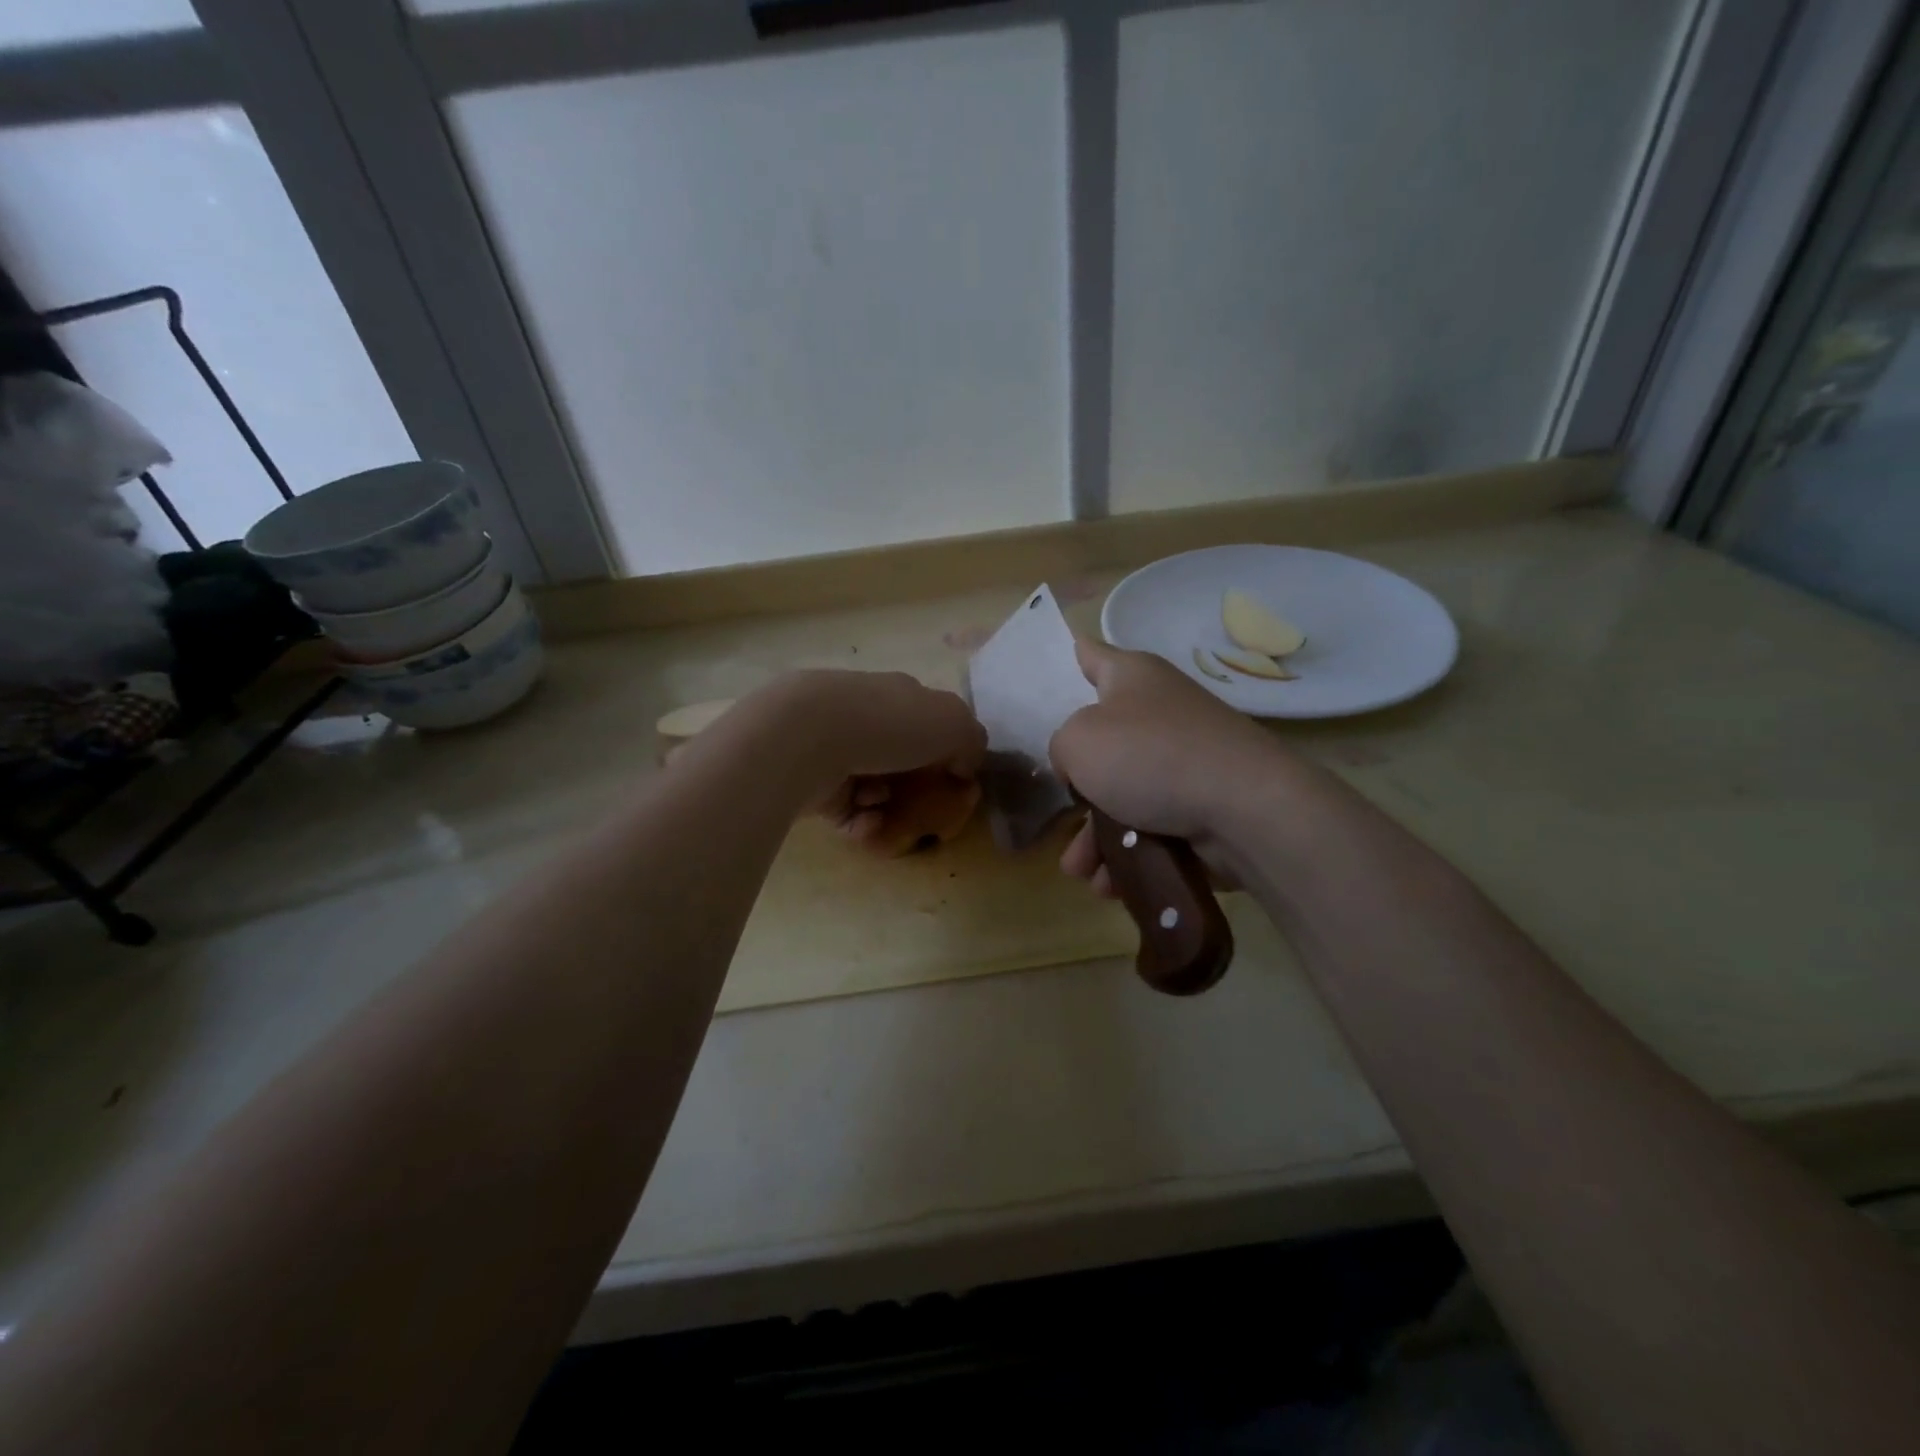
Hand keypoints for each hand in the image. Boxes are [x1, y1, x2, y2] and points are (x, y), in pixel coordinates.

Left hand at [745, 670, 986, 853]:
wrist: (809, 737)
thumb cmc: (889, 724)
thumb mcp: (953, 723)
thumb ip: (971, 741)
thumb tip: (965, 764)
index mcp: (898, 695)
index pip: (928, 719)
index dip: (947, 750)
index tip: (958, 781)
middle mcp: (865, 716)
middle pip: (900, 756)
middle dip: (916, 785)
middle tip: (929, 810)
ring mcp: (834, 748)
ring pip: (874, 786)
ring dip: (890, 805)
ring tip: (891, 814)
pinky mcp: (812, 783)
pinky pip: (848, 811)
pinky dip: (864, 821)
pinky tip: (868, 820)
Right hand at [1048, 640, 1287, 896]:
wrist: (1244, 808)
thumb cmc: (1150, 757)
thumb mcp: (1078, 741)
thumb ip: (1062, 747)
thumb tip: (1082, 767)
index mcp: (1132, 677)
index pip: (1092, 655)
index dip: (1071, 657)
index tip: (1056, 663)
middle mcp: (1160, 711)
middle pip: (1104, 744)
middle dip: (1078, 792)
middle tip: (1062, 819)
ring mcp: (1185, 759)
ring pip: (1125, 795)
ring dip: (1097, 838)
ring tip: (1081, 872)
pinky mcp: (1204, 802)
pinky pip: (1154, 825)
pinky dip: (1131, 852)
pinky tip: (1111, 884)